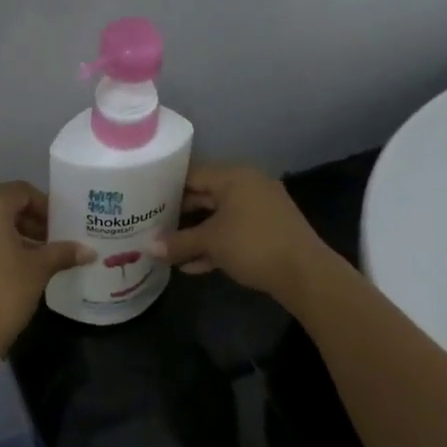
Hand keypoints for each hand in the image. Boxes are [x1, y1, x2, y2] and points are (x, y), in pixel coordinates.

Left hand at [0, 181, 92, 373]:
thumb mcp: (37, 271)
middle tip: (52, 245)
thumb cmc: (1, 296)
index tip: (62, 229)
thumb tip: (88, 251)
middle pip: (1, 205)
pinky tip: (7, 271)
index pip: (22, 192)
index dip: (46, 207)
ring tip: (33, 260)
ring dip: (10, 235)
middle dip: (29, 221)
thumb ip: (62, 253)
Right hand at [150, 163, 336, 300]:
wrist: (304, 273)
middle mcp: (247, 185)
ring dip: (194, 234)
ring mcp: (259, 209)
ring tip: (166, 249)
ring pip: (217, 217)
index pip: (191, 173)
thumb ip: (178, 242)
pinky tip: (192, 266)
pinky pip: (232, 233)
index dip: (165, 186)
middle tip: (149, 225)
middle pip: (204, 195)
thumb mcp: (210, 242)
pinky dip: (214, 245)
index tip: (142, 199)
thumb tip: (148, 248)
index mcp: (234, 176)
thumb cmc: (253, 245)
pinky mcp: (266, 231)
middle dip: (178, 213)